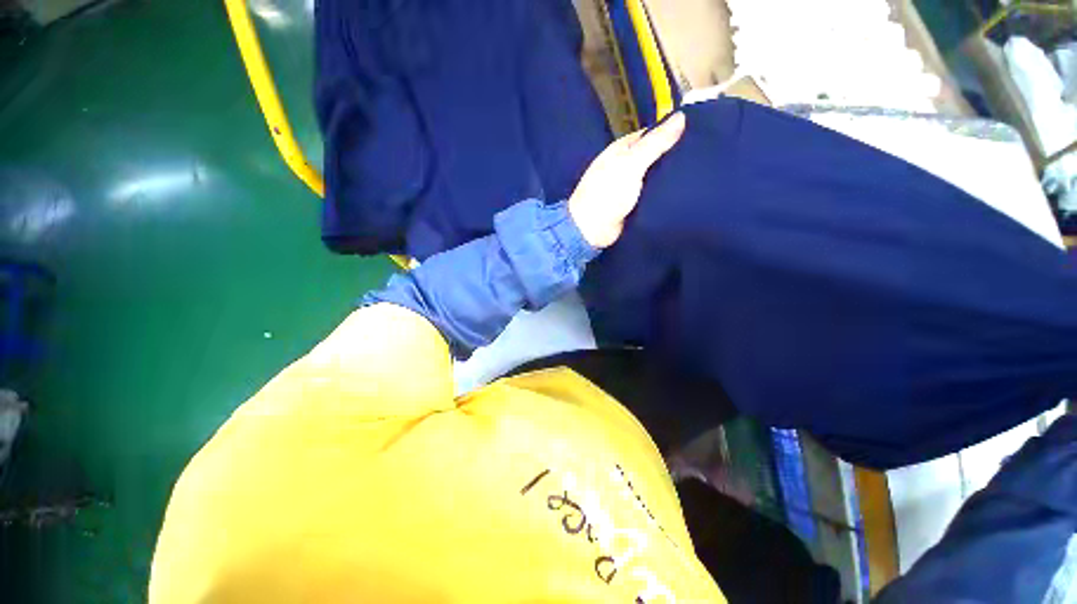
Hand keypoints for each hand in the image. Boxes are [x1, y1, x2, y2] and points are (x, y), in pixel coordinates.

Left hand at [568, 112, 686, 247]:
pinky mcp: (631, 204)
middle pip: (653, 155)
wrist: (591, 230)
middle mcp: (624, 165)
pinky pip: (651, 193)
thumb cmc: (607, 194)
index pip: (650, 134)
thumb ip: (655, 143)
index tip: (698, 132)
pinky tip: (682, 190)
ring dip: (669, 175)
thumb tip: (681, 116)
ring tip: (698, 170)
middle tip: (701, 154)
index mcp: (620, 150)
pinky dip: (663, 192)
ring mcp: (627, 186)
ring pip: (653, 176)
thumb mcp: (631, 164)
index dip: (671, 132)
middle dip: (673, 155)